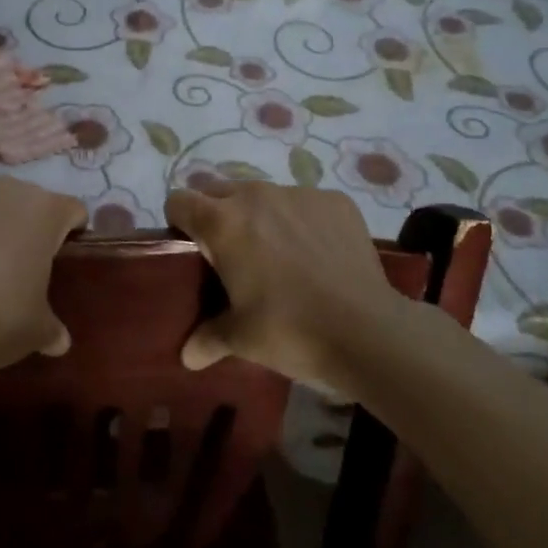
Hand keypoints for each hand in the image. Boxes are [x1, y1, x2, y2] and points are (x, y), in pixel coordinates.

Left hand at [0, 178, 86, 377]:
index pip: (72, 211)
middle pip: (26, 202)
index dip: (71, 233)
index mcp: (45, 211)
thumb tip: (59, 341)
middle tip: (19, 266)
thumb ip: (52, 329)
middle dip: (25, 227)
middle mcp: (6, 191)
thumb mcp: (37, 331)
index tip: (62, 259)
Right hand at [165, 181, 413, 389]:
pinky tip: (318, 256)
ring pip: (264, 195)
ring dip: (261, 217)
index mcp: (222, 222)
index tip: (192, 250)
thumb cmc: (290, 330)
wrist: (368, 331)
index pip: (179, 200)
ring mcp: (299, 194)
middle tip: (233, 258)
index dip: (179, 222)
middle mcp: (255, 195)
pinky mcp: (336, 201)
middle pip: (219, 191)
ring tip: (280, 258)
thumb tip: (187, 355)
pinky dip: (302, 222)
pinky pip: (305, 204)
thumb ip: (207, 338)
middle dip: (218, 216)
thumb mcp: (240, 339)